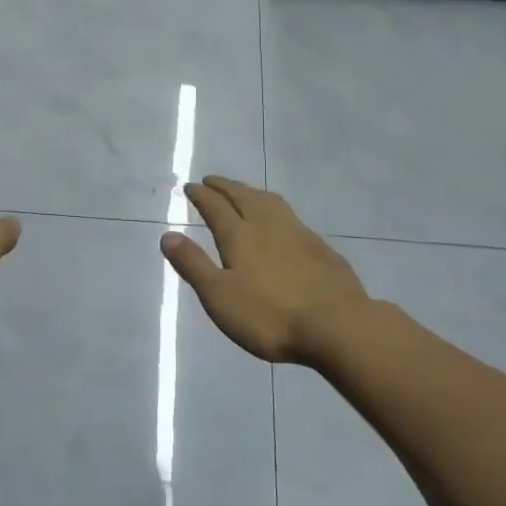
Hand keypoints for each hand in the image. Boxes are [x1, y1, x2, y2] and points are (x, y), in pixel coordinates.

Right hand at [161, 176, 377, 364]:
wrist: (338, 325)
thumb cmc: (270, 315)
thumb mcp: (220, 296)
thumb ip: (194, 265)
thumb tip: (168, 235)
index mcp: (240, 235)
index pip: (215, 206)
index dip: (201, 195)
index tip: (190, 186)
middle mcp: (267, 225)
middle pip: (243, 196)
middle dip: (225, 186)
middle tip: (212, 180)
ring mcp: (298, 233)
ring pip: (269, 201)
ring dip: (251, 191)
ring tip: (243, 191)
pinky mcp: (320, 247)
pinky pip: (290, 215)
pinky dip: (275, 208)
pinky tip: (280, 222)